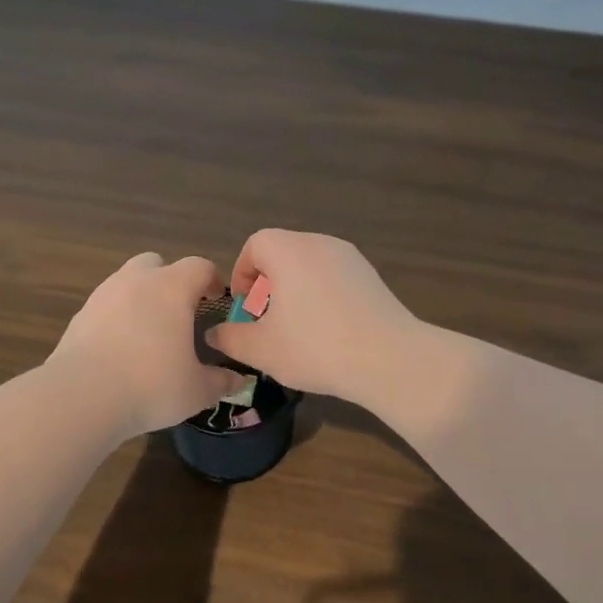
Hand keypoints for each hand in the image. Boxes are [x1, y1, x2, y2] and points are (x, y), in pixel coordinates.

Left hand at [47, 252, 239, 436]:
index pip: (199, 267)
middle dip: (170, 281)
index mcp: (171, 288)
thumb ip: (220, 381)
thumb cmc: (151, 386)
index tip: (217, 299)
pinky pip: (105, 306)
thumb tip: (238, 379)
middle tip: (180, 312)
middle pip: (157, 263)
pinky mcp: (79, 315)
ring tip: (149, 333)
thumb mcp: (197, 391)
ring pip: (127, 282)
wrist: (82, 396)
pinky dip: (116, 318)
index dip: (212, 280)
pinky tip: (120, 348)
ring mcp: (103, 295)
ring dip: (141, 298)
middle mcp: (136, 281)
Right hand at [203, 230, 418, 402]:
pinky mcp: (372, 277)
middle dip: (267, 284)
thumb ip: (230, 337)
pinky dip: (321, 296)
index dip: (242, 272)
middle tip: (265, 320)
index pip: (255, 244)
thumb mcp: (260, 349)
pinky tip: (327, 331)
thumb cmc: (314, 347)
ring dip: (294, 290)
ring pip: (309, 266)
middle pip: (283, 252)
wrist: (388, 359)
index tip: (244, 307)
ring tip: (295, 328)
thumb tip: (214, 334)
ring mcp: (351, 258)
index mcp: (289, 251)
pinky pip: (334, 278)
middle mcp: (320, 243)